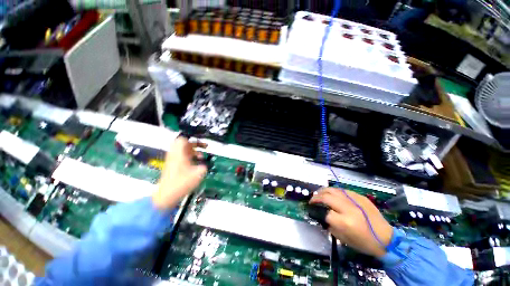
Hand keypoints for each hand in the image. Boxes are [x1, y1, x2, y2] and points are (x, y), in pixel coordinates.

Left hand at [152, 137, 207, 209]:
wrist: (167, 195)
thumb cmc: (182, 182)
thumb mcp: (198, 173)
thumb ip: (204, 166)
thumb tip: (205, 165)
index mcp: (180, 153)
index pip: (183, 139)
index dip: (193, 139)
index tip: (201, 142)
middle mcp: (174, 155)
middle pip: (183, 143)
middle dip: (195, 145)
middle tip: (203, 147)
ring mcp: (172, 160)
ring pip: (183, 150)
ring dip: (193, 151)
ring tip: (201, 157)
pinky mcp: (172, 166)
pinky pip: (181, 157)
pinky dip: (189, 157)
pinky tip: (195, 164)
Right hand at [310, 188, 392, 257]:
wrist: (386, 238)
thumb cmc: (364, 243)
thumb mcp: (343, 239)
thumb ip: (330, 225)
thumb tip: (321, 215)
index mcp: (344, 222)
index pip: (323, 211)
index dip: (314, 209)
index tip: (310, 209)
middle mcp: (348, 208)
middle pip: (326, 197)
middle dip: (316, 197)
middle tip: (312, 200)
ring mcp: (355, 200)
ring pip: (333, 190)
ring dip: (323, 191)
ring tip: (319, 194)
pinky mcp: (360, 197)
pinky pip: (343, 190)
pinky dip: (334, 191)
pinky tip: (332, 195)